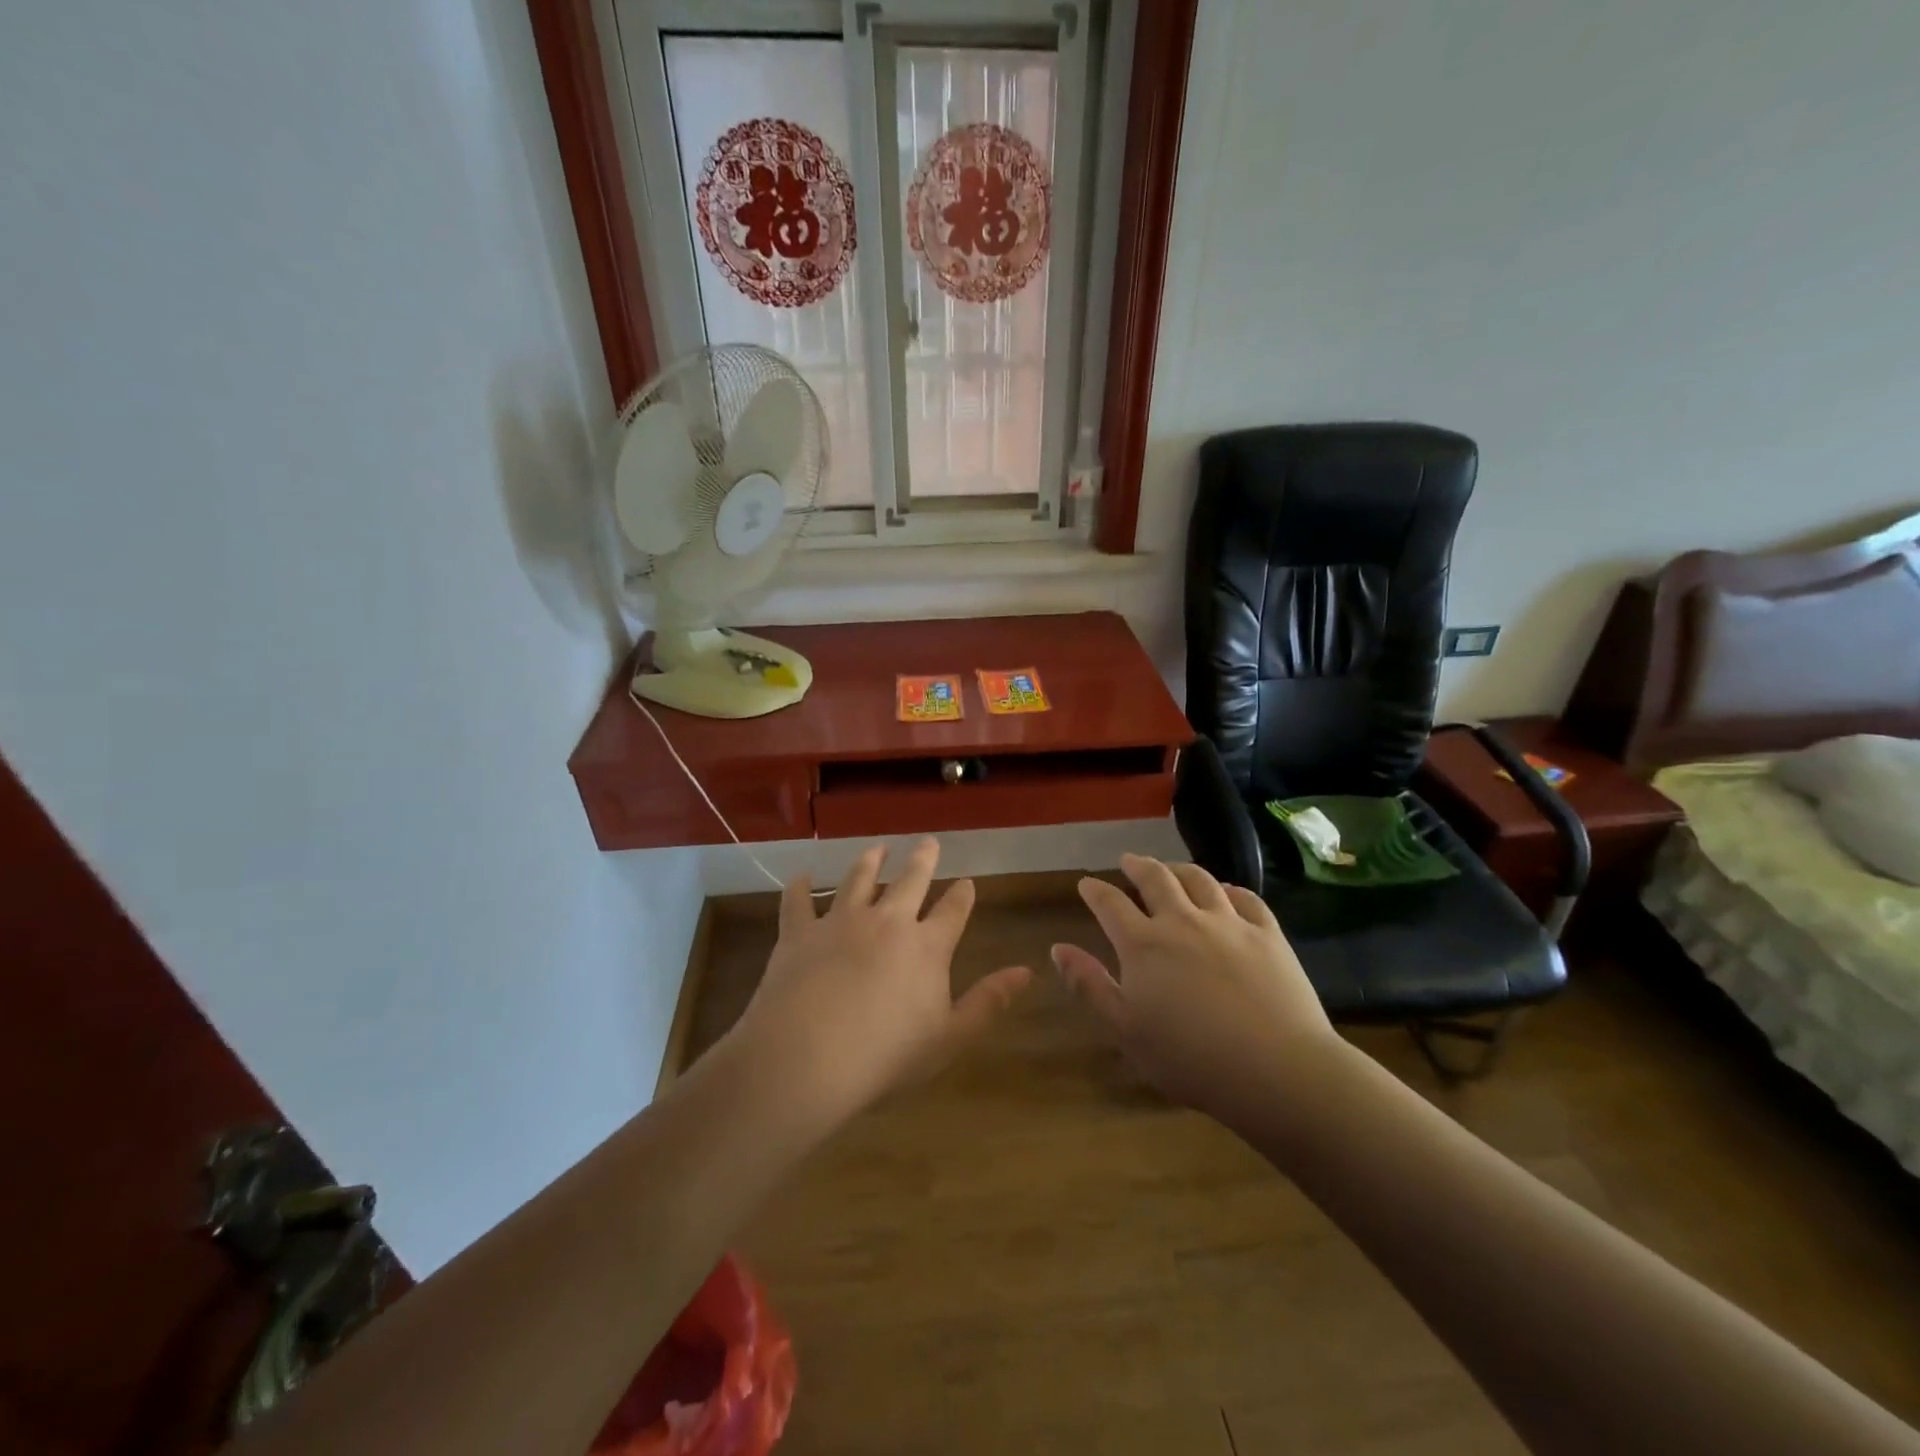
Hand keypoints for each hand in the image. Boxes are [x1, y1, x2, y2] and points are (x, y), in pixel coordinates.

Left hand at [730, 839, 1031, 1121]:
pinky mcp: (799, 932)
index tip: (968, 882)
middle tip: (928, 842)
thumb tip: (1026, 971)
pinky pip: (798, 900)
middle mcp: (886, 921)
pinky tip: (803, 875)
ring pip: (858, 879)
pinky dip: (800, 886)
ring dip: (870, 861)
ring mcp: (840, 921)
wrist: (808, 1057)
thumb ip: (988, 1001)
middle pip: (909, 880)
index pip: (953, 910)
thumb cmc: (887, 1055)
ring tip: (877, 848)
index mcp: (926, 946)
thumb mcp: (950, 1037)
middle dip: (922, 859)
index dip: (962, 895)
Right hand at [1051, 855, 1344, 1128]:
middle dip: (1137, 866)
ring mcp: (1229, 923)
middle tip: (1128, 860)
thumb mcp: (1126, 1030)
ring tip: (1171, 868)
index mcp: (1144, 944)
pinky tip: (1227, 892)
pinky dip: (1230, 889)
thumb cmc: (1191, 1058)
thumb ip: (1090, 985)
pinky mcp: (1268, 934)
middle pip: (1156, 879)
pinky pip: (1247, 898)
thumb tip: (1058, 948)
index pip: (1111, 904)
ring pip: (1200, 880)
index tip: (1086, 883)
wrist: (1277, 1069)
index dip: (1095, 891)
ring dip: (1179, 869)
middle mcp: (1183, 920)